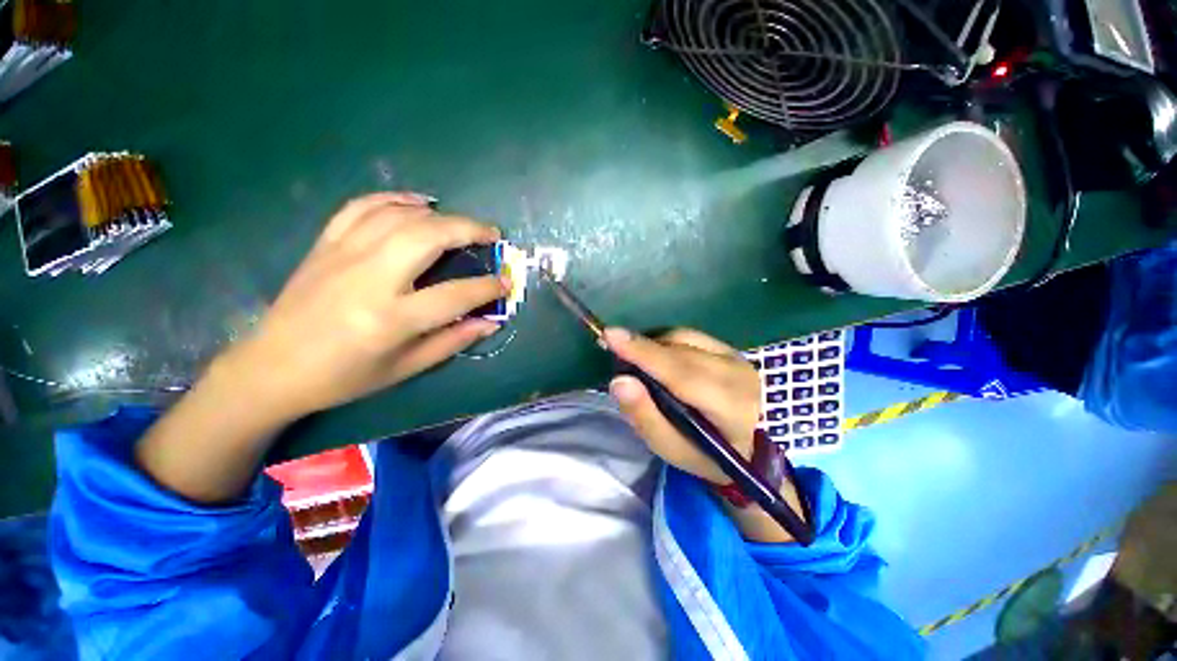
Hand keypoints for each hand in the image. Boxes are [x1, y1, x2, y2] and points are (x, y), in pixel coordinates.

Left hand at [221, 192, 507, 423]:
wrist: (272, 367)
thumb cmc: (344, 377)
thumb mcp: (405, 368)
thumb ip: (452, 341)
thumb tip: (490, 322)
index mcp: (391, 319)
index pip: (455, 295)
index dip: (488, 287)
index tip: (506, 283)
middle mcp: (369, 279)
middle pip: (428, 237)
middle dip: (468, 230)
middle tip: (491, 235)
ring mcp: (343, 255)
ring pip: (399, 216)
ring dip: (439, 214)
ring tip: (461, 224)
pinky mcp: (325, 245)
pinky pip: (362, 207)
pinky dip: (394, 199)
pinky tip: (417, 203)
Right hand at [605, 327, 760, 483]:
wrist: (751, 446)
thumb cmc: (705, 453)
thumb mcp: (671, 448)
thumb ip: (645, 416)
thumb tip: (619, 381)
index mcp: (729, 407)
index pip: (681, 373)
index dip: (644, 354)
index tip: (611, 336)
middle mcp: (737, 373)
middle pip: (679, 351)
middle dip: (641, 347)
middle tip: (611, 347)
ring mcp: (736, 356)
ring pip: (682, 338)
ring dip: (652, 344)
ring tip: (635, 360)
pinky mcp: (729, 347)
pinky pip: (688, 335)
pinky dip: (665, 341)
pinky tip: (656, 355)